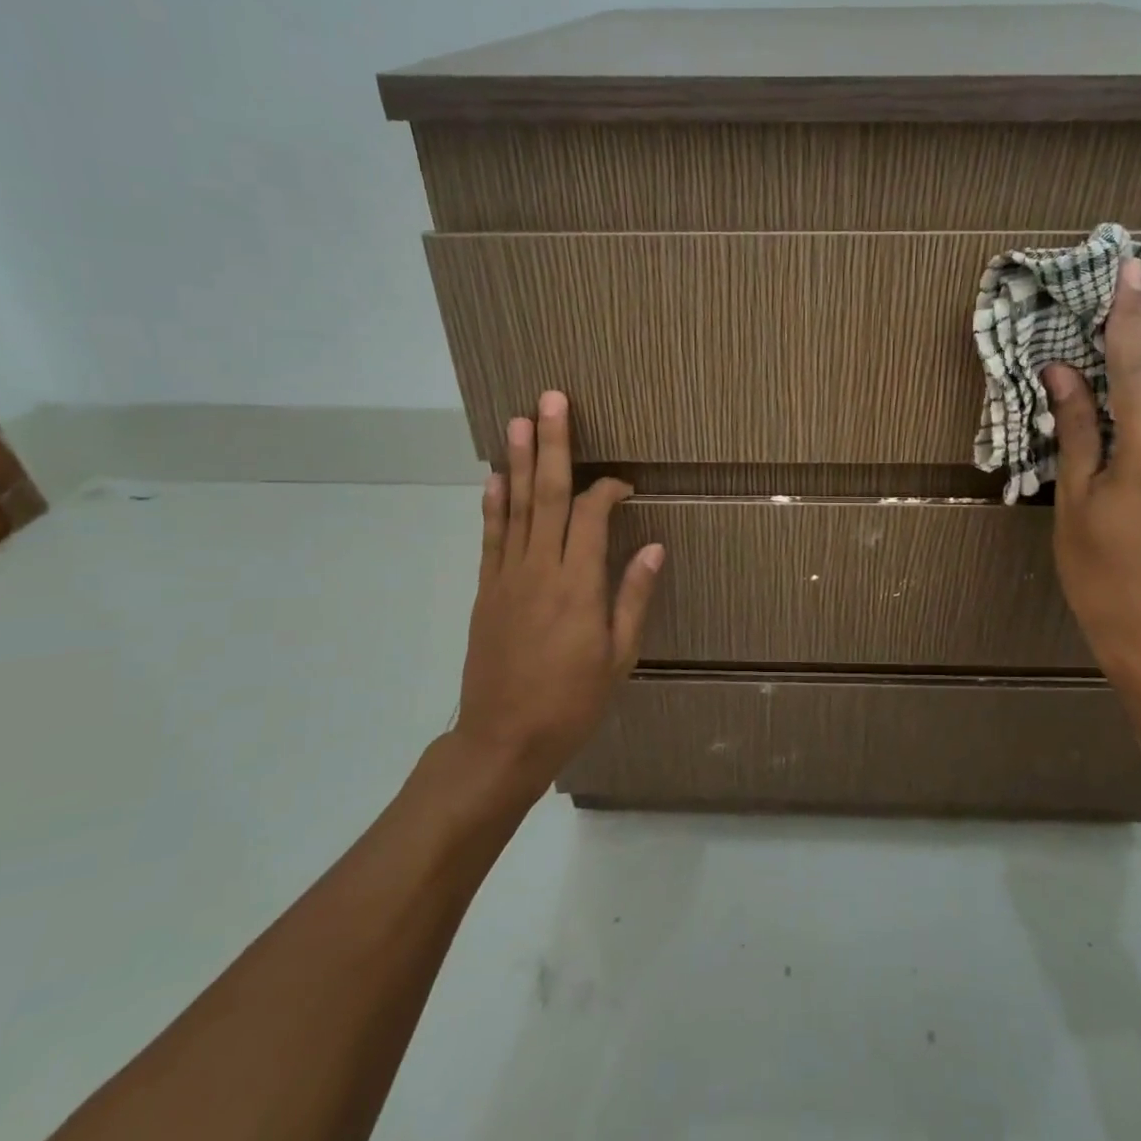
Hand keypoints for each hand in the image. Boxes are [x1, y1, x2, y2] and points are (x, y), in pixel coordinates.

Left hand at [452, 390, 663, 789]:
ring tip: (519, 421)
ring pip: (515, 507)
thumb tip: (654, 546)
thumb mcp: (619, 657)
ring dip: (518, 461)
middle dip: (552, 445)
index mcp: (578, 585)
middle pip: (547, 495)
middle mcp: (540, 570)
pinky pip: (491, 537)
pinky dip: (493, 504)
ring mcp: (506, 577)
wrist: (503, 740)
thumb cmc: (572, 702)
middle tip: (550, 400)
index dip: (608, 490)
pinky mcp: (486, 590)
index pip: (592, 515)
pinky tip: (494, 477)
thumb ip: (634, 597)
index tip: (624, 483)